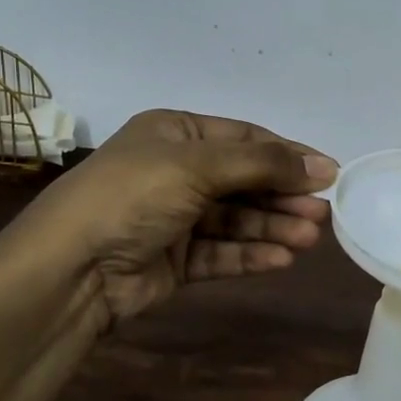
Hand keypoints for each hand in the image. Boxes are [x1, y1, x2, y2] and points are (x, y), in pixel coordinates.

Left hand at [19, 109, 336, 328]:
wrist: (71, 267)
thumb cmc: (134, 195)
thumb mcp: (197, 166)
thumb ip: (262, 164)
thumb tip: (322, 165)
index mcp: (175, 133)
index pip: (244, 139)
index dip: (288, 154)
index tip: (329, 173)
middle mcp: (175, 171)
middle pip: (244, 180)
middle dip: (283, 195)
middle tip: (324, 213)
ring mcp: (174, 217)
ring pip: (236, 219)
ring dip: (273, 226)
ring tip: (310, 238)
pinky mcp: (174, 260)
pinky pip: (220, 252)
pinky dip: (251, 254)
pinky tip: (283, 258)